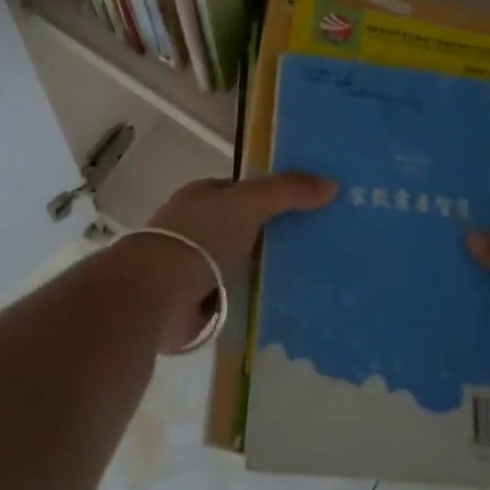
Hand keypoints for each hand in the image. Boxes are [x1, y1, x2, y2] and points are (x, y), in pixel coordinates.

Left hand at [138, 171, 337, 352]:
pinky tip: (291, 305)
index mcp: (202, 197)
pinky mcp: (201, 302)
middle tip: (323, 243)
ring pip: (245, 264)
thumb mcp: (248, 202)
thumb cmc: (199, 237)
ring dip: (269, 271)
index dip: (275, 194)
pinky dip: (258, 300)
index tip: (311, 205)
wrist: (158, 295)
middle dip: (277, 236)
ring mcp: (197, 267)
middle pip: (247, 228)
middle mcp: (197, 228)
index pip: (244, 191)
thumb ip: (288, 190)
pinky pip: (239, 296)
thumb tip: (332, 184)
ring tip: (317, 277)